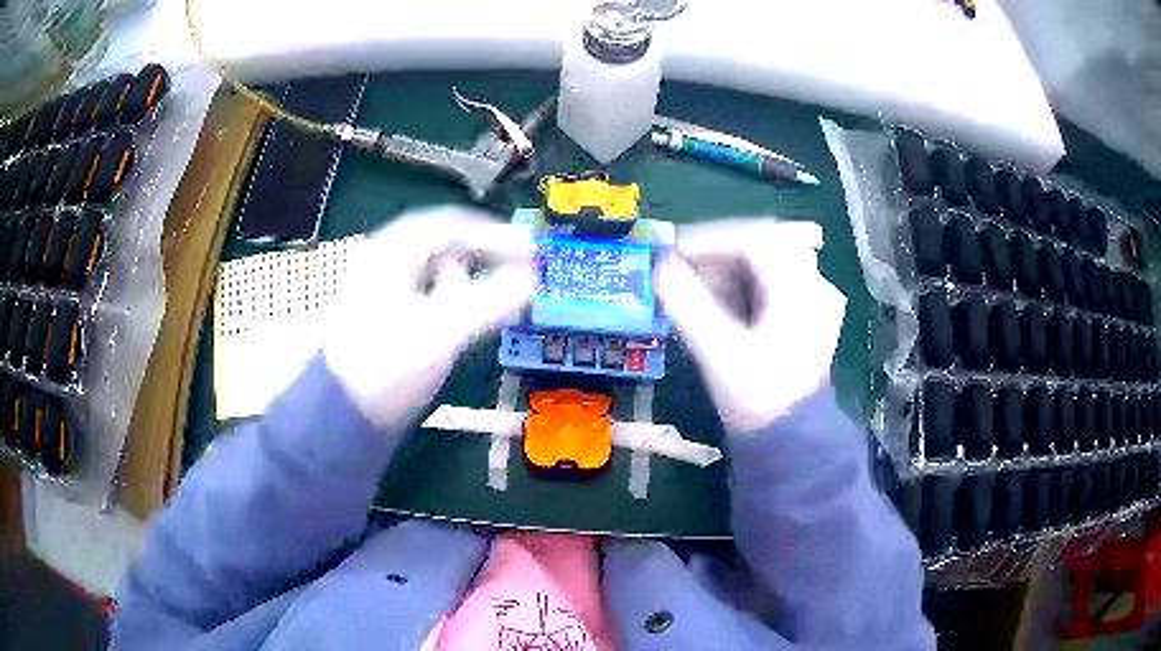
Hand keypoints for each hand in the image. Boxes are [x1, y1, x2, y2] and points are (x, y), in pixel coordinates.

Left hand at [323, 207, 534, 427]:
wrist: (342, 414)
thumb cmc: (389, 364)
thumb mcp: (443, 329)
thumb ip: (492, 300)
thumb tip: (532, 279)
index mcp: (393, 250)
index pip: (451, 224)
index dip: (495, 233)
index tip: (530, 250)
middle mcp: (386, 260)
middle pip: (444, 244)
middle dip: (484, 255)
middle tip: (520, 269)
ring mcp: (383, 288)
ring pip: (435, 270)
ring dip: (469, 277)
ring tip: (496, 296)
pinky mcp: (386, 316)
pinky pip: (428, 293)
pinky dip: (453, 298)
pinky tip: (465, 316)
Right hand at [656, 220, 845, 432]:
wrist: (790, 441)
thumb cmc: (758, 399)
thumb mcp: (720, 352)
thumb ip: (686, 305)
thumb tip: (659, 267)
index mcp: (801, 289)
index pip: (755, 239)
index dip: (710, 239)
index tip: (673, 252)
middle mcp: (813, 285)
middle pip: (760, 246)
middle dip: (715, 255)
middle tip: (678, 270)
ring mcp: (810, 300)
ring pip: (762, 264)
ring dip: (723, 270)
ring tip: (689, 290)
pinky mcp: (801, 314)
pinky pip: (766, 284)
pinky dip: (736, 286)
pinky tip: (712, 304)